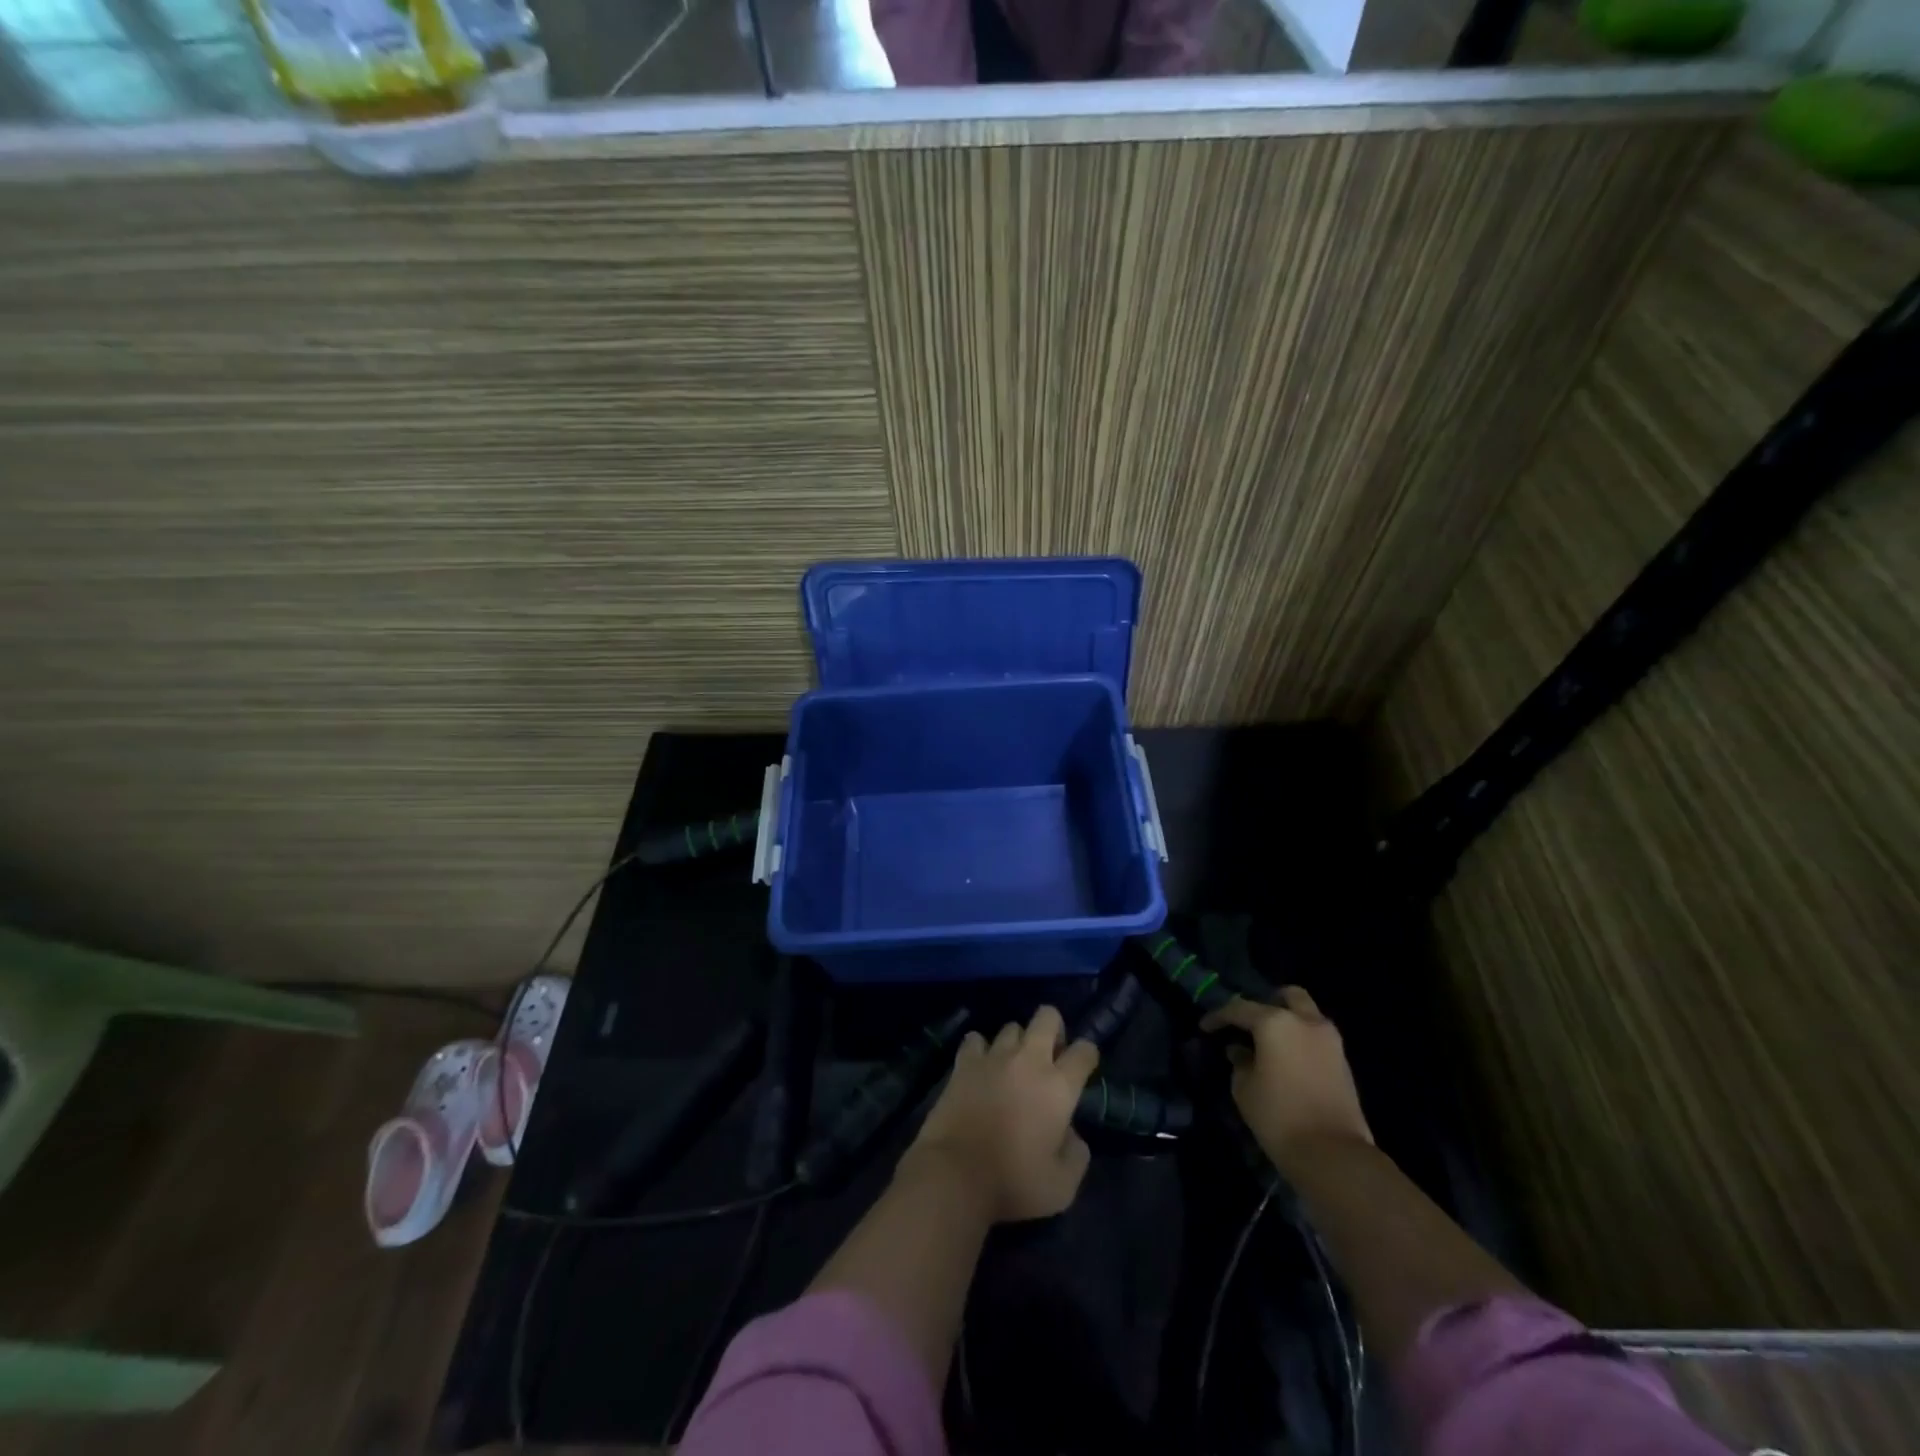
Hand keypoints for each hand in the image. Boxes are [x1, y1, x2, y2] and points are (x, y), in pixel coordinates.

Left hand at [903, 1006, 1098, 1223]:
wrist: (955, 1174)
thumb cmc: (1013, 1182)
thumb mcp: (1062, 1186)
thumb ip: (1076, 1154)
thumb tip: (1071, 1134)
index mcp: (1058, 1087)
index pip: (1084, 1051)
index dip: (1088, 1055)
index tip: (1083, 1069)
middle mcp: (1029, 1060)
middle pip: (1047, 1017)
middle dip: (1054, 1029)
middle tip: (1049, 1056)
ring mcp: (994, 1056)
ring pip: (1011, 1026)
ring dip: (1017, 1042)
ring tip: (1012, 1066)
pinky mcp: (964, 1062)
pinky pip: (975, 1040)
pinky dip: (980, 1049)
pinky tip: (981, 1067)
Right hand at [1202, 988, 1372, 1175]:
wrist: (1334, 1155)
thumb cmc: (1279, 1116)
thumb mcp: (1244, 1088)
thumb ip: (1239, 1062)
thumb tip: (1239, 1051)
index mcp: (1275, 1022)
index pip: (1239, 1009)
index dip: (1218, 1016)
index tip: (1205, 1027)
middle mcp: (1305, 1021)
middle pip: (1287, 996)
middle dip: (1267, 1002)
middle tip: (1250, 1022)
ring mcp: (1330, 1040)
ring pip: (1307, 1014)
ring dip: (1288, 1020)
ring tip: (1269, 1042)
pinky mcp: (1343, 1062)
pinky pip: (1317, 1037)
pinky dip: (1301, 1039)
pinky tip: (1287, 1058)